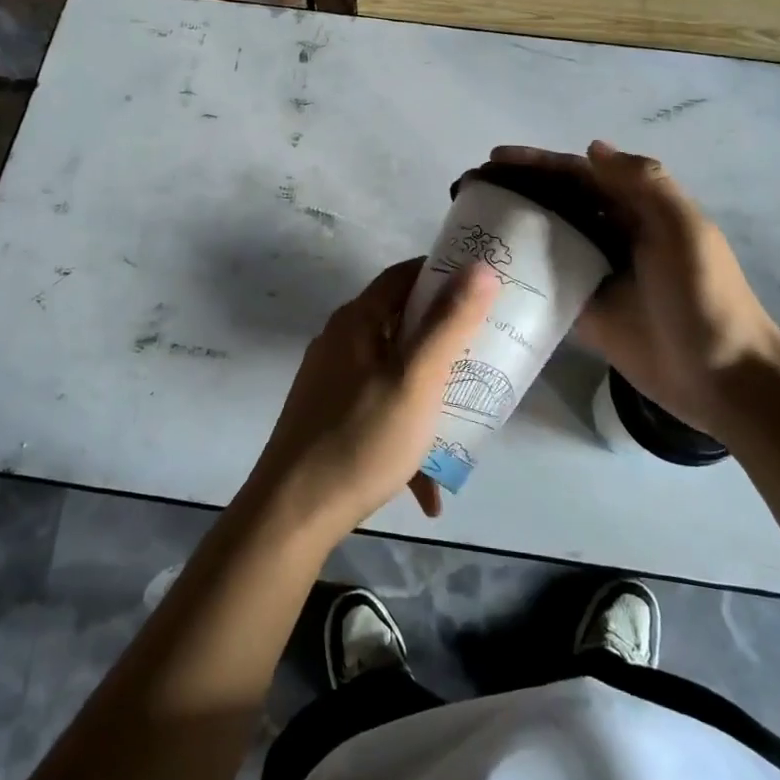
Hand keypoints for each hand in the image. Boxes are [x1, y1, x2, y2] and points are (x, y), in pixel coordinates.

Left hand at [246, 257, 496, 539]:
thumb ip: (449, 322)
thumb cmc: (361, 438)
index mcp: (357, 321)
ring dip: (430, 393)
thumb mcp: (416, 379)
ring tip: (466, 419)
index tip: (484, 286)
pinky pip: (379, 411)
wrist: (293, 513)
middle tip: (486, 351)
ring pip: (394, 372)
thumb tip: (480, 267)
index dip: (443, 273)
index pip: (404, 275)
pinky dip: (406, 434)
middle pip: (402, 323)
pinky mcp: (329, 418)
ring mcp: (332, 381)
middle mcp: (340, 342)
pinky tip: (428, 486)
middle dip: (445, 338)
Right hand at [490, 140, 779, 438]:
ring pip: (544, 239)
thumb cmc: (704, 297)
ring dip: (510, 226)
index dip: (536, 163)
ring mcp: (594, 272)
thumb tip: (592, 148)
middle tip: (467, 191)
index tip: (493, 160)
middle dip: (514, 190)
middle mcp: (611, 234)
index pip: (577, 175)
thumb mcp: (684, 231)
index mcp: (636, 209)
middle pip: (555, 202)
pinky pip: (544, 283)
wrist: (721, 376)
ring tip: (465, 224)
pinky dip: (518, 272)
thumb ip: (644, 185)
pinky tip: (485, 271)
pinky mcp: (583, 309)